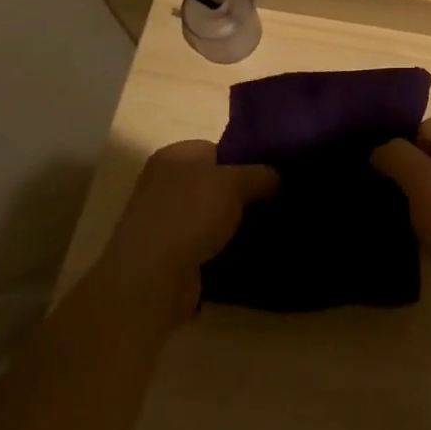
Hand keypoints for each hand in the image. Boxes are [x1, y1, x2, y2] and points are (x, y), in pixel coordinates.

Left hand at [97, 141, 278, 325]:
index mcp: (173, 156)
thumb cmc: (189, 216)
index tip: (273, 176)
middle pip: (215, 183)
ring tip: (268, 228)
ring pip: (212, 215)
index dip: (246, 160)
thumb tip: (279, 177)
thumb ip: (261, 174)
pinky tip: (247, 251)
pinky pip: (205, 243)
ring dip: (234, 223)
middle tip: (275, 202)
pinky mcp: (167, 254)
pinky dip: (223, 247)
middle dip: (243, 194)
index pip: (218, 149)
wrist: (151, 281)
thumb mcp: (235, 183)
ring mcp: (163, 221)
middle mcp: (164, 184)